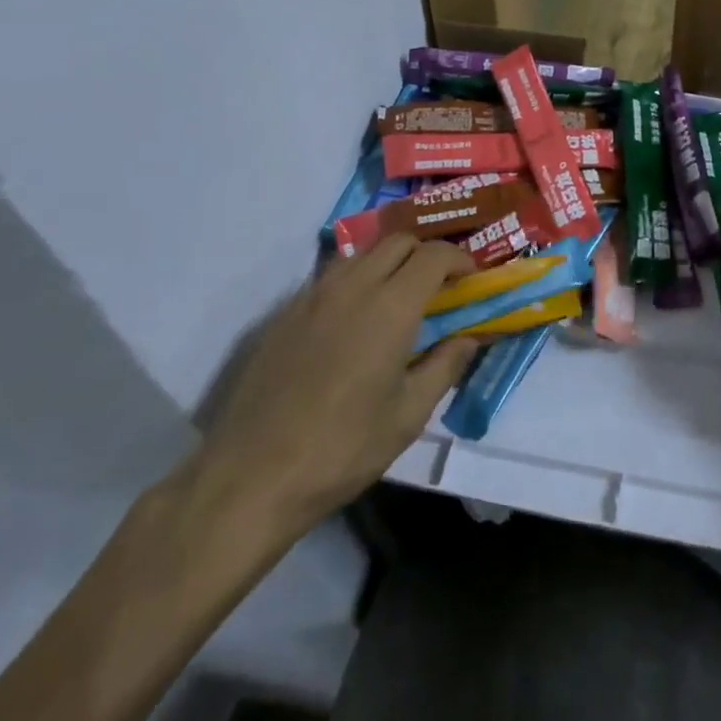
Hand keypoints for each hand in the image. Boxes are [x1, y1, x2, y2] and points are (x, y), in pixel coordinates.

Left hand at [192, 237, 480, 541]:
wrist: (250, 478)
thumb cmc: (343, 448)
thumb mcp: (409, 414)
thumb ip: (446, 366)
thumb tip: (469, 337)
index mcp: (391, 306)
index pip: (434, 255)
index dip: (459, 259)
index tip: (470, 278)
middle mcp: (353, 287)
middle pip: (398, 241)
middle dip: (426, 253)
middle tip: (439, 285)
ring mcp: (313, 297)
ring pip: (361, 253)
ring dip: (388, 261)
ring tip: (398, 296)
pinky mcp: (284, 315)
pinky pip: (330, 277)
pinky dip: (355, 280)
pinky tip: (354, 320)